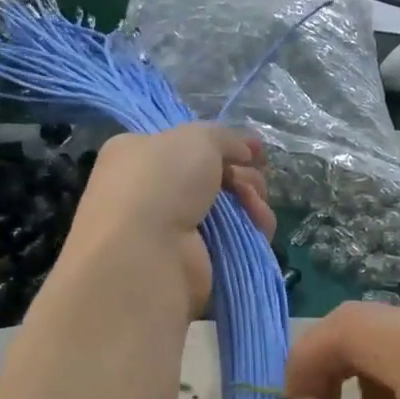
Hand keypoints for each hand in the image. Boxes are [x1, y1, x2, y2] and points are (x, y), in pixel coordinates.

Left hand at [58, 125, 273, 317]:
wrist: (146, 252)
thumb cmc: (160, 182)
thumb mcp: (195, 138)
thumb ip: (225, 137)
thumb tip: (247, 149)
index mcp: (139, 156)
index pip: (187, 146)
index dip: (223, 145)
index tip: (253, 151)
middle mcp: (154, 192)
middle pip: (215, 178)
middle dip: (242, 176)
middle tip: (248, 182)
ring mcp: (176, 230)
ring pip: (230, 208)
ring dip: (251, 201)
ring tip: (254, 204)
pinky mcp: (198, 261)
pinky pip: (236, 239)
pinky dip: (253, 230)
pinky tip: (260, 225)